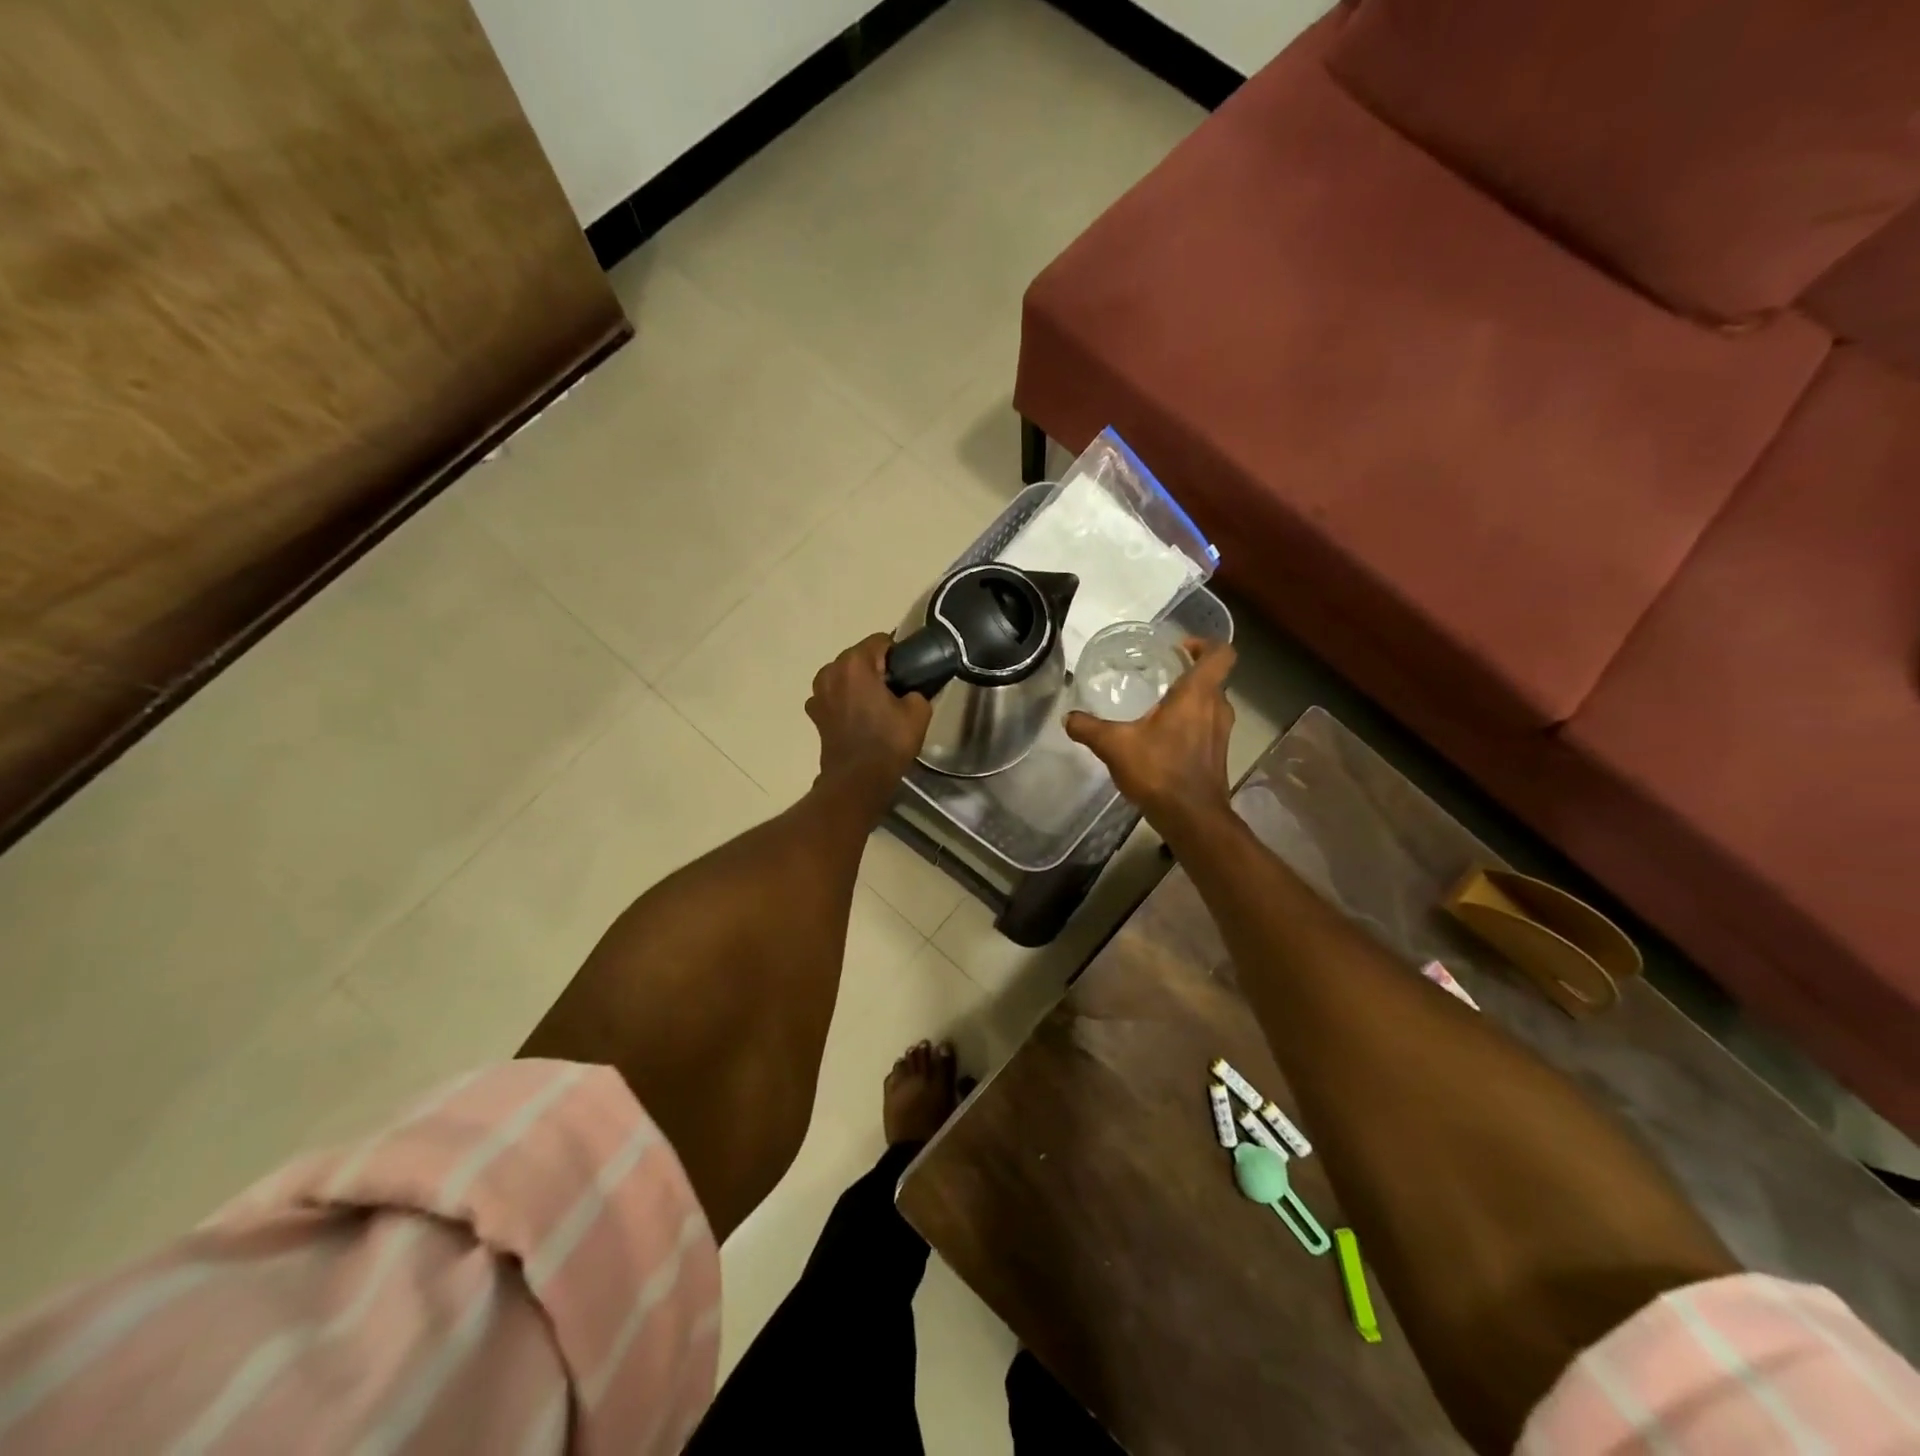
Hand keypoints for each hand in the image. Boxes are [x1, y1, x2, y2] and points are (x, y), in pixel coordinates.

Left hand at [807, 632, 932, 813]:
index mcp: (855, 663)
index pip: (880, 641)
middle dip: (876, 667)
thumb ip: (917, 689)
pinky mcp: (814, 713)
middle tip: (896, 689)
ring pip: (844, 676)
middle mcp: (830, 671)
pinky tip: (860, 718)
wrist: (857, 780)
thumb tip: (911, 688)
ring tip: (878, 704)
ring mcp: (817, 692)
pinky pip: (834, 696)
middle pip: (859, 657)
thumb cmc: (888, 742)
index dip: (898, 653)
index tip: (909, 671)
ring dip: (859, 683)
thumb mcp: (918, 711)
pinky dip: (845, 701)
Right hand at [1064, 639, 1236, 835]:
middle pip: (1212, 677)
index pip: (1221, 653)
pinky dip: (1189, 723)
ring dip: (1190, 700)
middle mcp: (1217, 707)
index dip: (1204, 644)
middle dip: (1188, 672)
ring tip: (1157, 705)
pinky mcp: (1218, 754)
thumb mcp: (1114, 746)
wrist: (1191, 817)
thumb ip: (1089, 728)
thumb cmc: (1159, 771)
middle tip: (1159, 674)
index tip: (1178, 649)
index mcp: (1198, 694)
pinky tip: (1162, 738)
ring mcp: (1221, 732)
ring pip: (1210, 703)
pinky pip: (1206, 726)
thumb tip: (1068, 717)